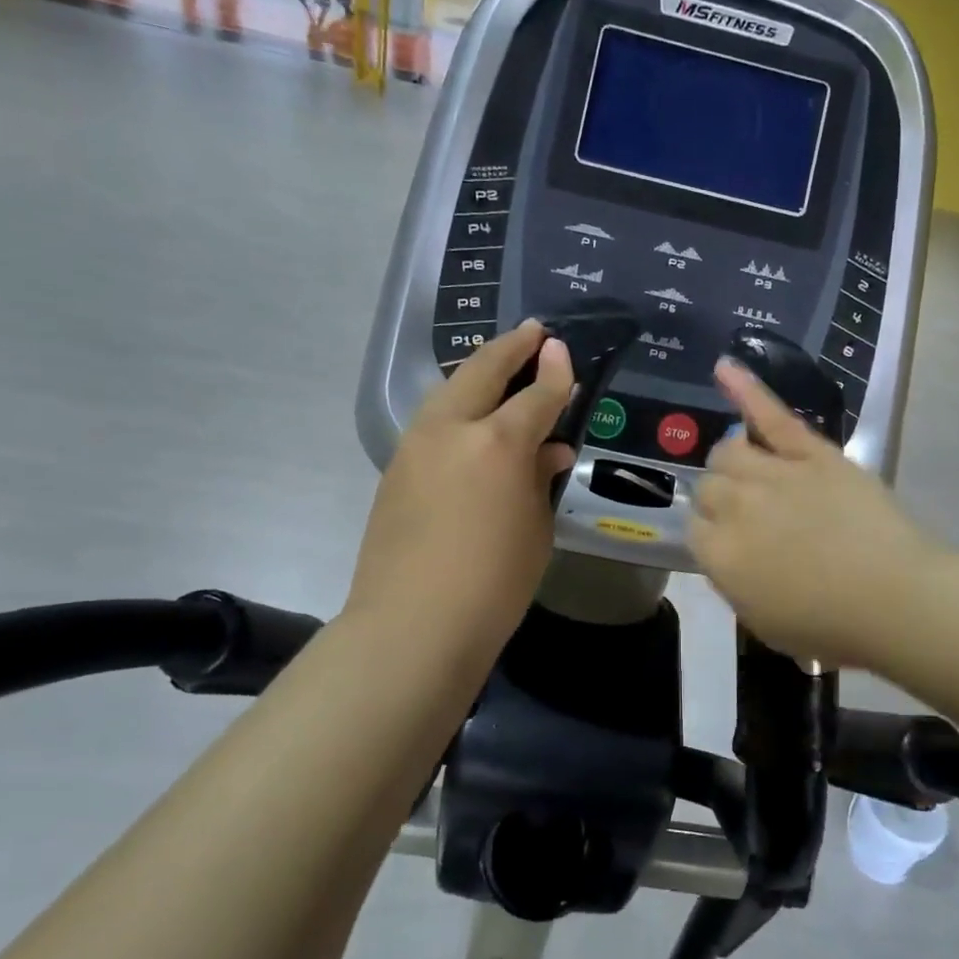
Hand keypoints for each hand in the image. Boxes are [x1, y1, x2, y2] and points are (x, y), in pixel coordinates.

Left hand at [345, 320, 574, 682]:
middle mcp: (452, 429)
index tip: (562, 348)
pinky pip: (433, 420)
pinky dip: (458, 406)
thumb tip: (547, 449)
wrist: (411, 625)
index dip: (555, 371)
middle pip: (482, 371)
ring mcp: (416, 445)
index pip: (536, 395)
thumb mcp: (535, 529)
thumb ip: (540, 478)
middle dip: (511, 347)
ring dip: (478, 372)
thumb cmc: (493, 584)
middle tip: (533, 333)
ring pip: (450, 389)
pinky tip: (471, 418)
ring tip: (501, 367)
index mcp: (497, 443)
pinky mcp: (395, 467)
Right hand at [689, 359, 941, 670]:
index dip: (715, 537)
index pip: (695, 529)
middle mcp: (734, 507)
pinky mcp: (810, 452)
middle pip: (708, 487)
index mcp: (719, 556)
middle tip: (754, 518)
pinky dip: (745, 388)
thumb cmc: (833, 627)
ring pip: (728, 451)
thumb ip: (735, 584)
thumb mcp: (765, 623)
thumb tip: (728, 555)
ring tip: (752, 472)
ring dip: (733, 462)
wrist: (896, 599)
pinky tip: (724, 367)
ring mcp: (771, 474)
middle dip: (723, 501)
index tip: (737, 547)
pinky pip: (770, 415)